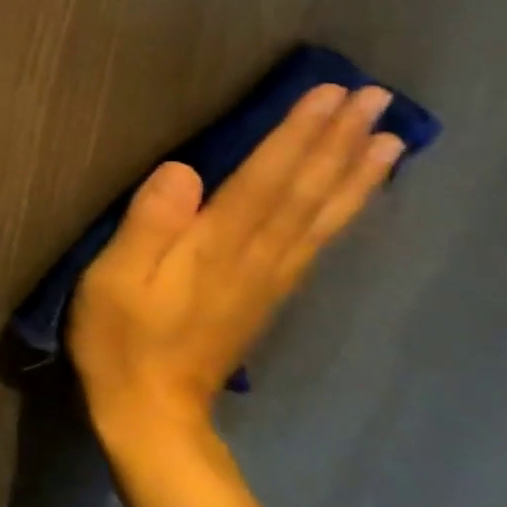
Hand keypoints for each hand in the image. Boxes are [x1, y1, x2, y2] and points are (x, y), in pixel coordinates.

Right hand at [69, 85, 403, 443]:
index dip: (297, 134)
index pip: (266, 179)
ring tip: (390, 139)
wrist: (152, 412)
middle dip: (339, 142)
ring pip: (323, 217)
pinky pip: (318, 244)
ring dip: (356, 175)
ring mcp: (269, 279)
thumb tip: (183, 170)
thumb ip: (149, 224)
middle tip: (377, 98)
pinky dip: (344, 213)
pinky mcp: (269, 296)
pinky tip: (355, 197)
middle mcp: (256, 257)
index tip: (330, 93)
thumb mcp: (115, 279)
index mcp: (215, 246)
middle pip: (306, 192)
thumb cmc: (121, 338)